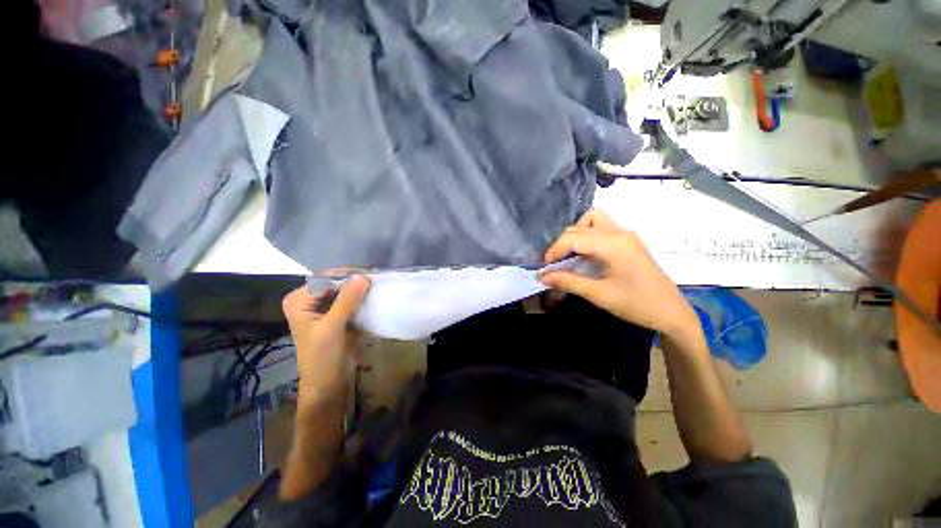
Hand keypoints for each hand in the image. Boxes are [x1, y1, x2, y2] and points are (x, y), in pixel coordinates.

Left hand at [282, 275, 370, 406]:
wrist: (329, 384)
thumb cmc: (323, 358)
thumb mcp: (332, 328)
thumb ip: (346, 301)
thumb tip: (362, 276)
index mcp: (300, 300)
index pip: (326, 278)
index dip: (348, 276)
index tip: (372, 277)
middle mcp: (311, 300)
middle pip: (337, 282)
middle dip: (357, 281)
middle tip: (379, 281)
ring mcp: (327, 307)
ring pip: (347, 290)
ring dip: (363, 289)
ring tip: (381, 287)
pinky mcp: (340, 315)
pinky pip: (354, 300)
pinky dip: (365, 298)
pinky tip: (377, 297)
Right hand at [541, 210, 697, 337]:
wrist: (672, 312)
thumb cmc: (636, 304)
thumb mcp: (598, 295)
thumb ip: (568, 282)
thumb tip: (543, 277)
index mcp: (612, 244)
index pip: (573, 237)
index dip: (554, 251)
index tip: (545, 268)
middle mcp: (619, 232)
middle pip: (579, 227)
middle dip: (562, 244)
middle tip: (556, 264)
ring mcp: (626, 233)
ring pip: (592, 219)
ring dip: (576, 234)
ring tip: (571, 255)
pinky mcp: (629, 239)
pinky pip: (602, 227)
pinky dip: (588, 235)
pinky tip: (586, 254)